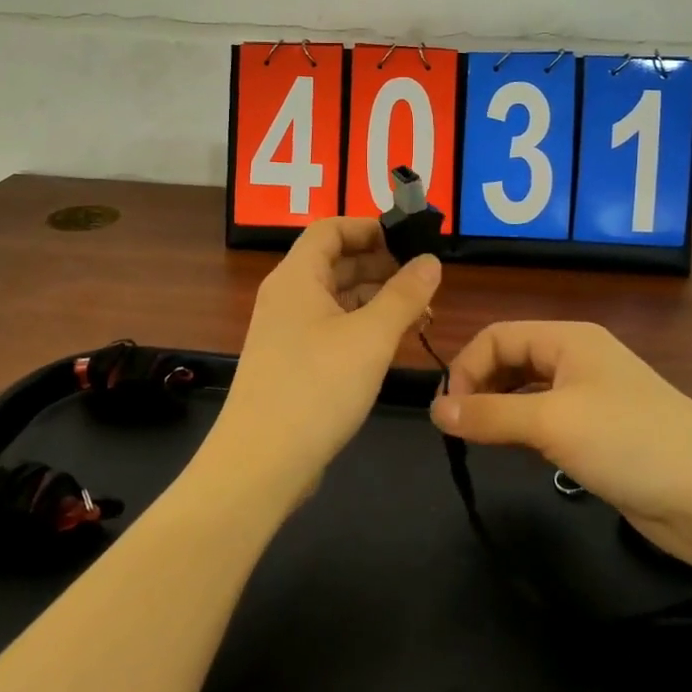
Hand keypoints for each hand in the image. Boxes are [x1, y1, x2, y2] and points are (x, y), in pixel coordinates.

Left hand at [203, 218, 441, 507]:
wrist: (261, 464)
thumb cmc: (316, 388)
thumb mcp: (370, 338)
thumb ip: (404, 295)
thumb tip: (431, 261)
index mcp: (296, 277)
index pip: (330, 229)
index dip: (369, 227)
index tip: (409, 239)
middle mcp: (287, 297)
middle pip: (335, 262)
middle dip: (381, 265)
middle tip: (426, 280)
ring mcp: (287, 332)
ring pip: (337, 298)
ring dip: (377, 298)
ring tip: (421, 312)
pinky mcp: (293, 364)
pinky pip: (332, 329)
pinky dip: (363, 327)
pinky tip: (393, 342)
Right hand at [429, 321, 691, 558]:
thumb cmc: (629, 442)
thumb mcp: (552, 423)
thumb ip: (490, 415)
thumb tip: (436, 410)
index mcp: (569, 339)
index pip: (498, 335)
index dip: (467, 367)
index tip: (448, 413)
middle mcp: (579, 359)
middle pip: (512, 358)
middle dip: (480, 386)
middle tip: (459, 428)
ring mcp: (592, 396)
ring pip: (528, 391)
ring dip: (500, 409)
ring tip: (480, 439)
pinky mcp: (601, 432)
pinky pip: (548, 419)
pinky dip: (524, 429)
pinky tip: (516, 451)